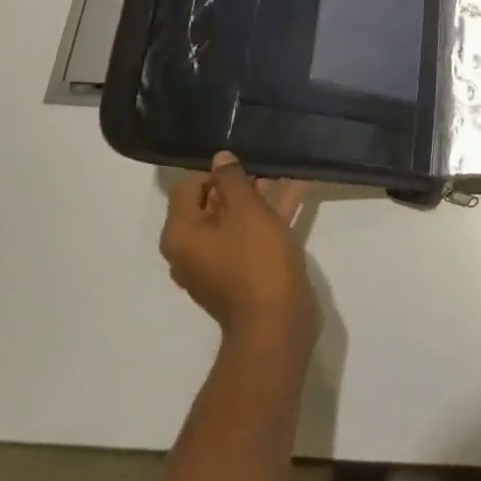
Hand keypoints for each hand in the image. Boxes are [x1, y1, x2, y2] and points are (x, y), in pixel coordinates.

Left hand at [160, 153, 317, 350]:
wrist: (277, 322)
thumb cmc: (256, 261)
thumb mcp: (246, 211)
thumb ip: (232, 179)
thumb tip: (220, 158)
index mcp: (181, 235)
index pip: (188, 187)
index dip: (216, 170)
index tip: (245, 160)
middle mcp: (193, 249)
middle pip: (213, 203)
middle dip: (242, 181)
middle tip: (269, 160)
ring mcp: (220, 263)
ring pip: (238, 218)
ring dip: (262, 195)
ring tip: (288, 169)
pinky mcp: (245, 272)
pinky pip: (253, 234)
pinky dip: (271, 215)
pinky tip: (298, 191)